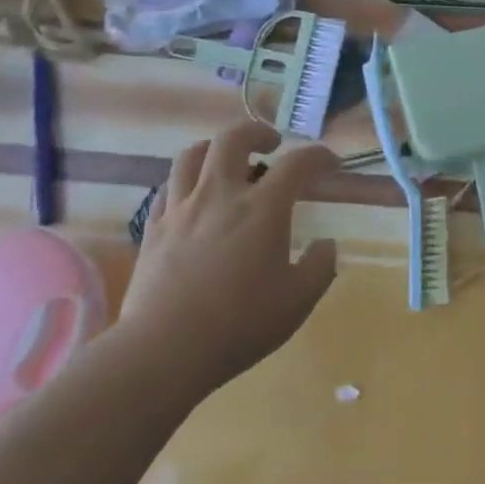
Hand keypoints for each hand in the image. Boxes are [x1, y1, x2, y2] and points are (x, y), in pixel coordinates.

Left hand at [118, 120, 339, 391]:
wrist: (163, 352)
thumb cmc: (239, 325)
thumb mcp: (297, 302)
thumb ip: (319, 267)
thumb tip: (327, 244)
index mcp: (263, 208)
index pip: (297, 163)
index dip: (319, 156)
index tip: (331, 163)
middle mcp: (221, 195)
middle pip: (234, 138)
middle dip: (257, 131)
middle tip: (271, 145)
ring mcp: (182, 209)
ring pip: (192, 155)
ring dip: (215, 149)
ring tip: (227, 162)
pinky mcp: (153, 229)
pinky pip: (167, 188)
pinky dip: (185, 182)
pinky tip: (193, 197)